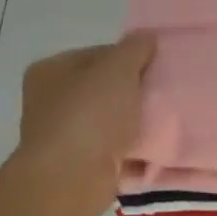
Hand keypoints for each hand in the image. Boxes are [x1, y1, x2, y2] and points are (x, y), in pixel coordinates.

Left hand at [14, 32, 156, 215]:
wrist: (71, 179)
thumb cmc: (90, 116)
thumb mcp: (118, 69)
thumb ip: (135, 49)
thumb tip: (147, 36)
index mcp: (51, 70)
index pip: (98, 54)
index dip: (130, 58)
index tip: (157, 68)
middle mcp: (51, 100)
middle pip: (105, 88)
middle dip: (134, 91)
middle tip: (165, 94)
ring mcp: (63, 135)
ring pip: (110, 120)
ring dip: (134, 122)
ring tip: (165, 121)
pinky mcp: (79, 164)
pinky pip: (113, 149)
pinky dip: (131, 149)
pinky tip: (154, 148)